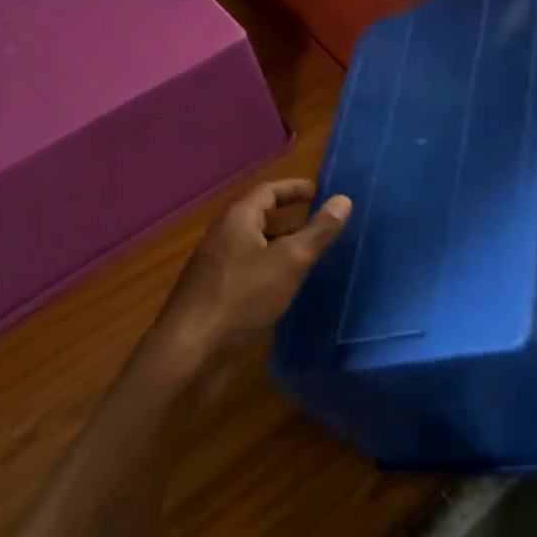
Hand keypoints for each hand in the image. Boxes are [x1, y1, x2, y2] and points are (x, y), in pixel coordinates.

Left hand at [156, 179, 350, 358]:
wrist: (192, 349)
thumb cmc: (243, 297)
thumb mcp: (289, 261)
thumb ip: (318, 231)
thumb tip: (343, 200)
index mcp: (237, 219)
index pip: (268, 190)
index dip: (295, 188)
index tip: (321, 191)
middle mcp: (223, 236)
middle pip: (259, 216)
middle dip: (290, 217)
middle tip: (321, 224)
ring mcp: (216, 266)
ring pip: (254, 245)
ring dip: (281, 245)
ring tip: (311, 255)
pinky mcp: (216, 292)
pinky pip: (249, 269)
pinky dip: (271, 268)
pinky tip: (286, 287)